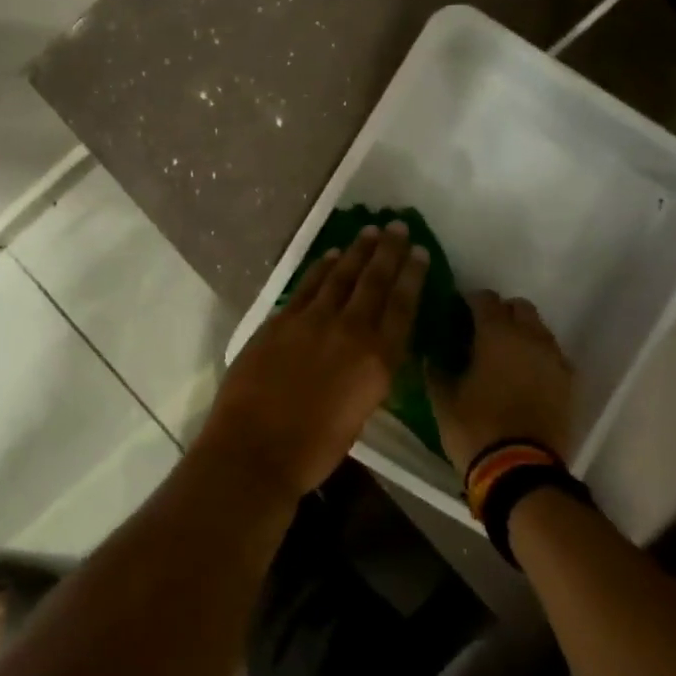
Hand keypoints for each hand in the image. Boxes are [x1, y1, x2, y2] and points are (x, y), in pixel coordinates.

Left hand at [195, 222, 429, 497]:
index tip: (420, 252)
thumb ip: (368, 374)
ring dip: (357, 251)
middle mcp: (349, 331)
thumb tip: (369, 352)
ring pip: (340, 276)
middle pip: (373, 282)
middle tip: (398, 226)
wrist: (255, 448)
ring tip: (369, 231)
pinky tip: (330, 255)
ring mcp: (312, 321)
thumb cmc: (313, 449)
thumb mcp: (359, 413)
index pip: (402, 306)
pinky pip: (307, 285)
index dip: (412, 276)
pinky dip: (321, 267)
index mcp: (377, 360)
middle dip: (388, 251)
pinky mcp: (280, 320)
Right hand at [429, 291, 574, 473]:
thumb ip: (437, 371)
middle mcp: (530, 338)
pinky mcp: (569, 385)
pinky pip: (553, 358)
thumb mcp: (443, 401)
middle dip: (503, 313)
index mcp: (497, 335)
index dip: (470, 302)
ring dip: (523, 334)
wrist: (521, 471)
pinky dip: (539, 359)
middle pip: (520, 308)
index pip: (486, 299)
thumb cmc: (475, 429)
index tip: (459, 313)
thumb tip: (432, 357)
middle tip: (484, 332)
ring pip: (540, 331)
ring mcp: (554, 361)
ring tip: (505, 355)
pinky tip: (525, 377)